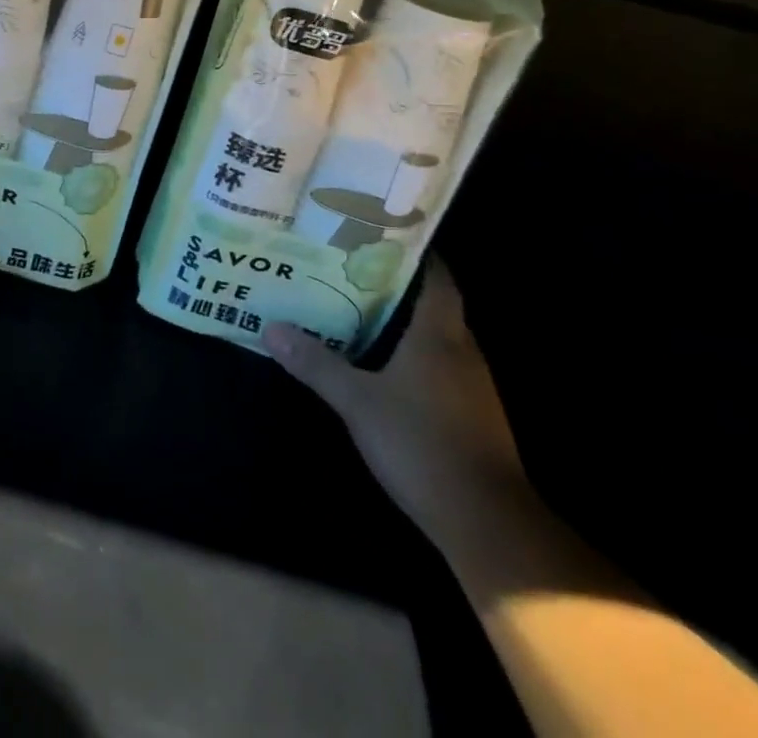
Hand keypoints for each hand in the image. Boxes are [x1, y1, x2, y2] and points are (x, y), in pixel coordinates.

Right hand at [264, 260, 527, 546]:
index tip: (380, 235)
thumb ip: (316, 364)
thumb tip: (271, 328)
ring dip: (407, 322)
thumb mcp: (357, 402)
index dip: (414, 252)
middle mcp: (462, 351)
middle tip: (354, 268)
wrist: (486, 522)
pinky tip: (386, 365)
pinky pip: (442, 367)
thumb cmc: (421, 443)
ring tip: (361, 309)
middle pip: (435, 304)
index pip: (437, 277)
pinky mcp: (474, 415)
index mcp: (439, 335)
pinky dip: (416, 356)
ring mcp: (473, 386)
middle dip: (399, 285)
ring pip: (438, 337)